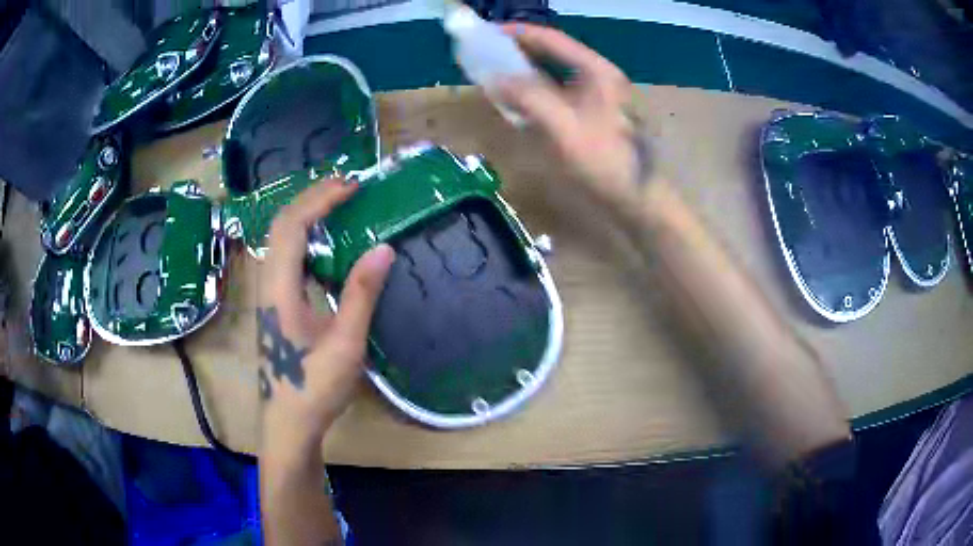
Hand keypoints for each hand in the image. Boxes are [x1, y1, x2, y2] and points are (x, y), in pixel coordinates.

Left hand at [257, 180, 394, 456]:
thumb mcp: (345, 344)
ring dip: (307, 213)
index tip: (353, 187)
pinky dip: (306, 235)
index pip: (292, 226)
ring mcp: (269, 293)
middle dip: (312, 197)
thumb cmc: (315, 388)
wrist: (289, 422)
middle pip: (281, 224)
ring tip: (339, 203)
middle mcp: (268, 283)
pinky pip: (287, 255)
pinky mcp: (276, 303)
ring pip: (280, 238)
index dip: (320, 199)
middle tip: (348, 187)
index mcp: (280, 289)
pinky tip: (327, 243)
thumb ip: (361, 294)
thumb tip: (384, 247)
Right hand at [495, 24, 646, 220]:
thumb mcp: (563, 125)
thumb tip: (495, 79)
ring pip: (554, 75)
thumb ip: (528, 96)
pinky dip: (536, 92)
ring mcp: (597, 97)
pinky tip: (519, 101)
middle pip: (553, 54)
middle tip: (486, 55)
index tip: (486, 33)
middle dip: (519, 52)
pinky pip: (558, 95)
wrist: (638, 200)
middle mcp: (597, 77)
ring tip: (496, 74)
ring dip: (525, 72)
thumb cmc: (604, 161)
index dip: (518, 33)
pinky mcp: (592, 116)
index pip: (552, 39)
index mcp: (596, 70)